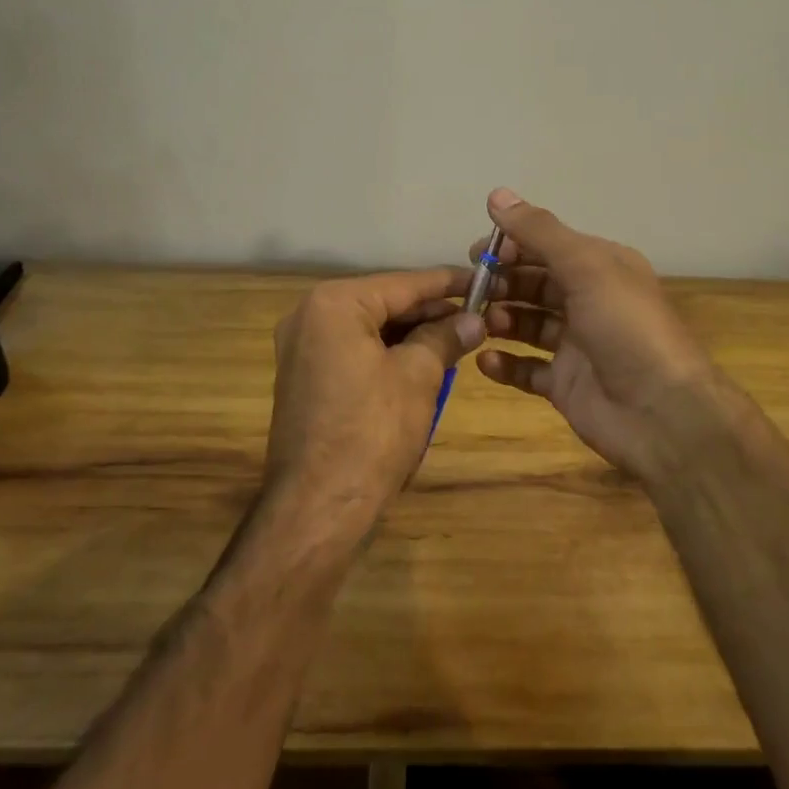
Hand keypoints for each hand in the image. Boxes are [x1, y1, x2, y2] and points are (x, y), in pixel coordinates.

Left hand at [262, 268, 484, 534]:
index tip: (485, 280)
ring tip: (458, 340)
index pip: (403, 283)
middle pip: (385, 303)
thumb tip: (475, 321)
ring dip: (413, 334)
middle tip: (478, 317)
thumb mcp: (419, 376)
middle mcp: (310, 316)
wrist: (318, 508)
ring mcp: (303, 349)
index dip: (448, 283)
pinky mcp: (306, 378)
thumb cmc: (371, 432)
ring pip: (371, 328)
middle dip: (431, 312)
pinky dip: (389, 354)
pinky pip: (355, 351)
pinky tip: (424, 363)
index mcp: (334, 304)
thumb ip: (446, 337)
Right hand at [475, 189, 725, 481]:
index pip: (548, 244)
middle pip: (535, 282)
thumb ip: (539, 231)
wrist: (663, 414)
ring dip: (502, 319)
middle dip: (503, 282)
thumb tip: (496, 194)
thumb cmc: (626, 328)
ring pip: (528, 322)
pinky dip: (505, 363)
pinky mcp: (566, 384)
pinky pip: (527, 369)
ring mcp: (577, 344)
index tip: (478, 254)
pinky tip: (485, 361)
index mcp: (601, 266)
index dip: (512, 245)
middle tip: (472, 291)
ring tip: (481, 323)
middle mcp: (589, 300)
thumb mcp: (585, 266)